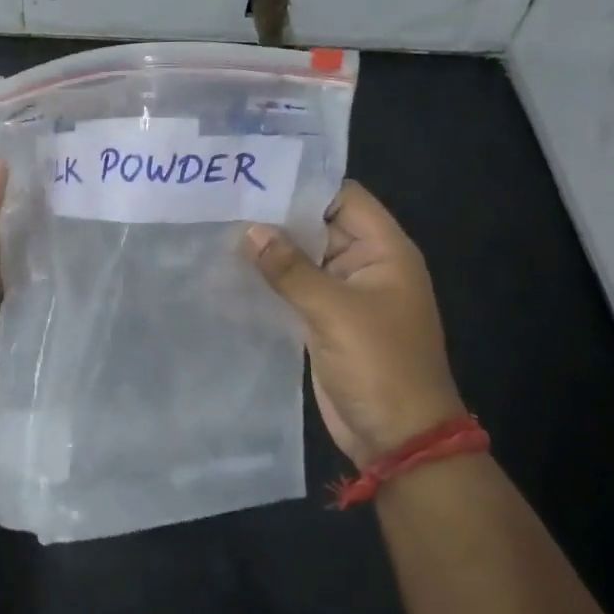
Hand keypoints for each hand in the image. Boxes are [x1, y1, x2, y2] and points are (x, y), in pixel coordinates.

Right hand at [247, 182, 465, 466]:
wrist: (396, 436)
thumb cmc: (379, 365)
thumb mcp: (335, 311)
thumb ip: (290, 269)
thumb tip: (251, 231)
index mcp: (383, 251)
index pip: (343, 198)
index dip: (303, 185)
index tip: (255, 178)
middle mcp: (363, 265)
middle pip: (318, 226)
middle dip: (276, 217)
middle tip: (223, 202)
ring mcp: (343, 295)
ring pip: (302, 260)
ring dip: (269, 251)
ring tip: (217, 232)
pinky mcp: (323, 321)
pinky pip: (294, 290)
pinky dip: (268, 282)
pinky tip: (229, 273)